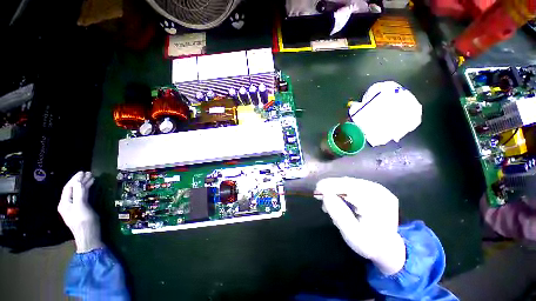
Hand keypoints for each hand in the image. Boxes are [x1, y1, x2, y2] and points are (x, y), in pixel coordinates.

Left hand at [58, 171, 102, 252]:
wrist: (89, 236)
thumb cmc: (84, 222)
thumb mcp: (82, 207)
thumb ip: (80, 194)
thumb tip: (79, 181)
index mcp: (64, 203)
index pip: (69, 187)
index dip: (75, 179)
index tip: (83, 172)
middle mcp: (67, 204)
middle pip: (72, 189)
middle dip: (79, 180)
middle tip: (89, 173)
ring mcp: (74, 207)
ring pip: (77, 192)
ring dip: (84, 184)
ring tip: (91, 177)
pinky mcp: (81, 209)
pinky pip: (82, 196)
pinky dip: (86, 190)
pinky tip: (91, 187)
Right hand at [315, 177, 405, 274]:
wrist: (389, 247)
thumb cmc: (370, 244)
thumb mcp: (353, 236)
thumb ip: (339, 215)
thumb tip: (325, 195)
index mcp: (378, 203)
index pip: (348, 188)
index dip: (329, 187)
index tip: (316, 191)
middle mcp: (379, 191)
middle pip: (347, 183)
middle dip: (330, 188)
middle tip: (318, 197)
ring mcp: (378, 188)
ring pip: (348, 182)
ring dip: (335, 189)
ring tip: (328, 201)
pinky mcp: (374, 189)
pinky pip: (353, 185)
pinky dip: (342, 190)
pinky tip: (338, 199)